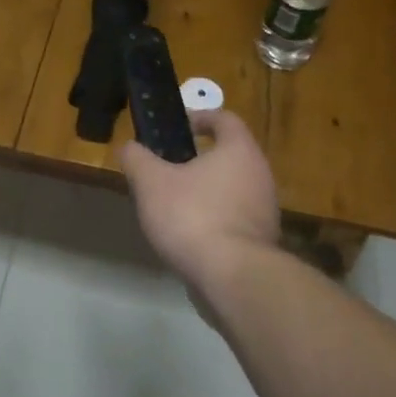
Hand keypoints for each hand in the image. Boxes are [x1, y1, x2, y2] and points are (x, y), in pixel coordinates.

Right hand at [118, 109, 279, 290]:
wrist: (233, 279)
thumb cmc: (192, 216)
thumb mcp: (151, 182)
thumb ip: (137, 159)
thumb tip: (129, 148)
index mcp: (239, 151)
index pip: (225, 119)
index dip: (200, 117)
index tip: (178, 125)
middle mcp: (260, 175)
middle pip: (230, 155)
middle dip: (199, 158)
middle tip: (168, 167)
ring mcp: (266, 211)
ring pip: (233, 189)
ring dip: (206, 191)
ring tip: (173, 203)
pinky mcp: (262, 243)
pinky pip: (235, 219)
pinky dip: (214, 219)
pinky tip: (188, 235)